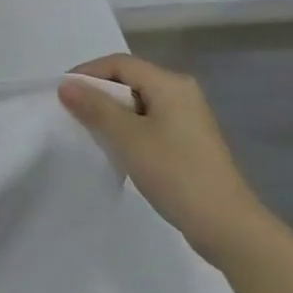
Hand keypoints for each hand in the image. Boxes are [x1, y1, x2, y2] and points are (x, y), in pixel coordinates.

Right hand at [59, 55, 276, 269]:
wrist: (229, 228)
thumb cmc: (176, 174)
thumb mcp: (128, 138)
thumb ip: (95, 108)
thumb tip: (66, 85)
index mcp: (170, 84)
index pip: (120, 64)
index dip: (88, 73)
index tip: (63, 93)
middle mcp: (182, 93)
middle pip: (130, 80)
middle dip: (99, 94)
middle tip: (73, 113)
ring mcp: (189, 119)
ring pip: (139, 104)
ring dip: (113, 114)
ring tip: (92, 133)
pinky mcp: (190, 143)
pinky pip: (151, 123)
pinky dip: (130, 129)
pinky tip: (119, 150)